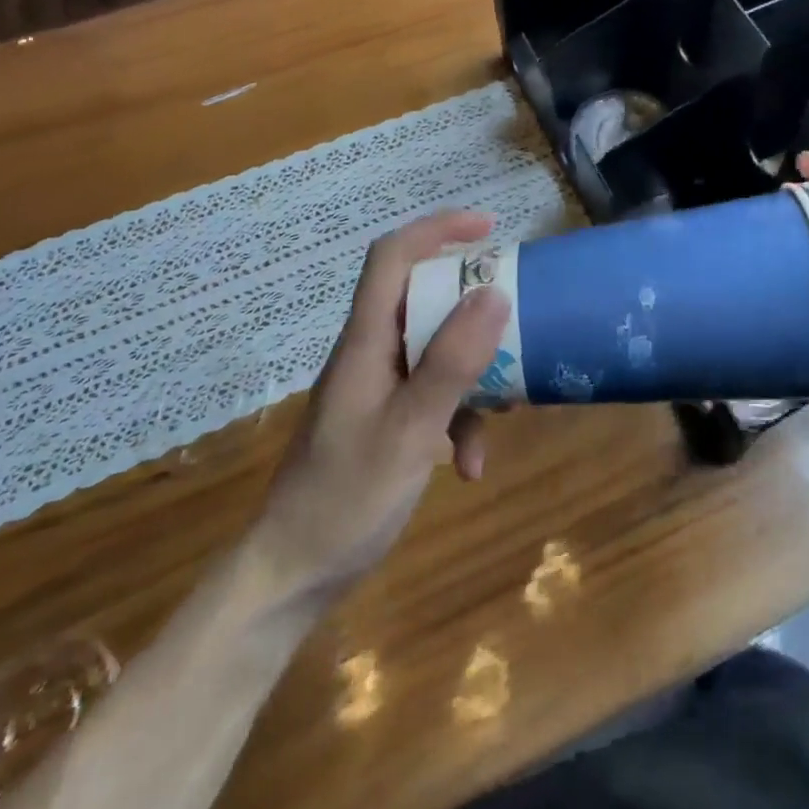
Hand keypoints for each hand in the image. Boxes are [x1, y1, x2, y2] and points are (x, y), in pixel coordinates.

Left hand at [250, 211, 509, 599]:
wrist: (290, 579)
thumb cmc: (344, 499)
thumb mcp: (410, 430)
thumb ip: (452, 361)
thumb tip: (494, 292)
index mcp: (366, 340)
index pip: (393, 256)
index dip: (438, 228)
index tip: (490, 229)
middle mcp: (371, 352)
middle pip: (425, 299)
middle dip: (474, 308)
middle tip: (518, 317)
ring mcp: (379, 387)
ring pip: (437, 351)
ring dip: (474, 377)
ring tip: (505, 412)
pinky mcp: (387, 419)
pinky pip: (433, 397)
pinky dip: (458, 421)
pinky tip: (470, 467)